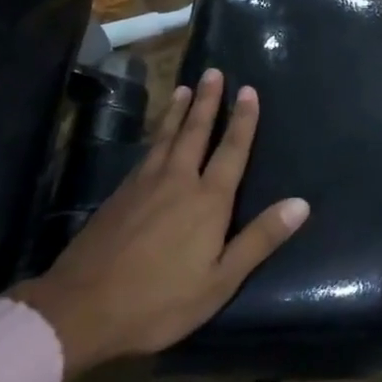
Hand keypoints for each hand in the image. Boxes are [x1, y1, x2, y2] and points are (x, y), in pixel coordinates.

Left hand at [13, 69, 308, 377]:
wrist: (80, 309)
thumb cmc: (159, 301)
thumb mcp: (220, 280)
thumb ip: (259, 239)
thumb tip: (301, 204)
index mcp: (207, 201)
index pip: (232, 150)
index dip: (243, 120)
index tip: (249, 90)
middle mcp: (177, 181)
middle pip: (195, 132)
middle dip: (208, 102)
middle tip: (214, 72)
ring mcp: (143, 185)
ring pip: (166, 137)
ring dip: (178, 111)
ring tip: (185, 87)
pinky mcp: (118, 196)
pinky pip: (145, 153)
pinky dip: (155, 134)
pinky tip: (155, 136)